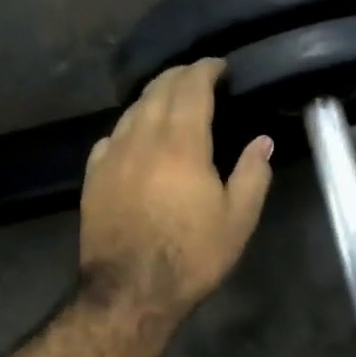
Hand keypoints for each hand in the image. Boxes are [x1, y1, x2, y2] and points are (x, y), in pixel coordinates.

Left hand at [80, 59, 273, 320]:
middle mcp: (143, 138)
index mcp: (182, 143)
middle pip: (158, 90)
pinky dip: (129, 125)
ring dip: (153, 96)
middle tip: (198, 74)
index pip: (191, 87)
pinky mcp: (93, 176)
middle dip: (179, 75)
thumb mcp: (238, 220)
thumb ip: (252, 174)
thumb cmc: (191, 255)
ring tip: (170, 98)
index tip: (220, 65)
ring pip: (132, 109)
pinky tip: (135, 135)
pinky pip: (111, 136)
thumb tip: (262, 140)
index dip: (206, 69)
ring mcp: (112, 156)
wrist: (130, 291)